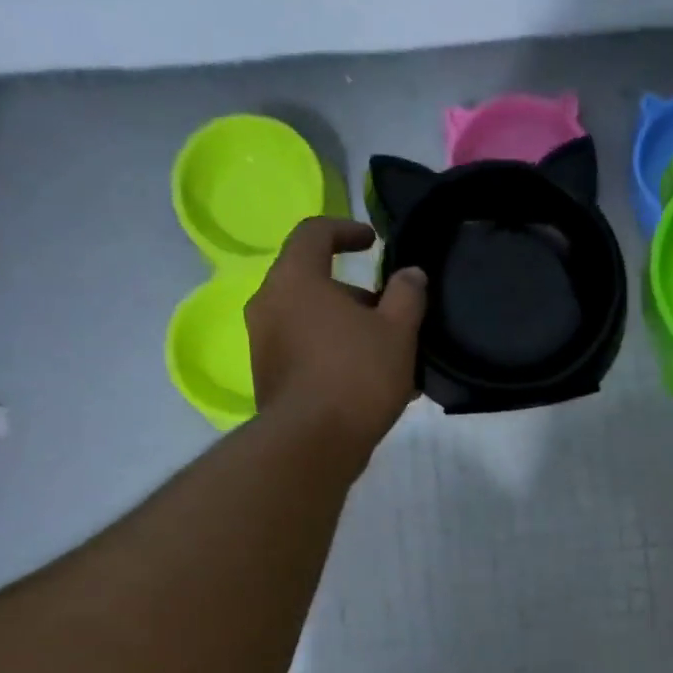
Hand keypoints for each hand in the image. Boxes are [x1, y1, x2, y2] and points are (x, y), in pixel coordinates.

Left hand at [245, 217, 426, 455]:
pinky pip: (304, 350)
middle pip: (312, 280)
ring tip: (385, 353)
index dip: (346, 229)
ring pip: (310, 319)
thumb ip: (407, 295)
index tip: (373, 241)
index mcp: (295, 279)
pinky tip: (366, 380)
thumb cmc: (357, 376)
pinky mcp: (268, 377)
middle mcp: (268, 303)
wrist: (313, 443)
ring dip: (346, 327)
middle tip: (389, 312)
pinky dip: (333, 352)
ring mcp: (263, 342)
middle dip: (355, 293)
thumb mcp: (398, 331)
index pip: (314, 233)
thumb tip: (410, 274)